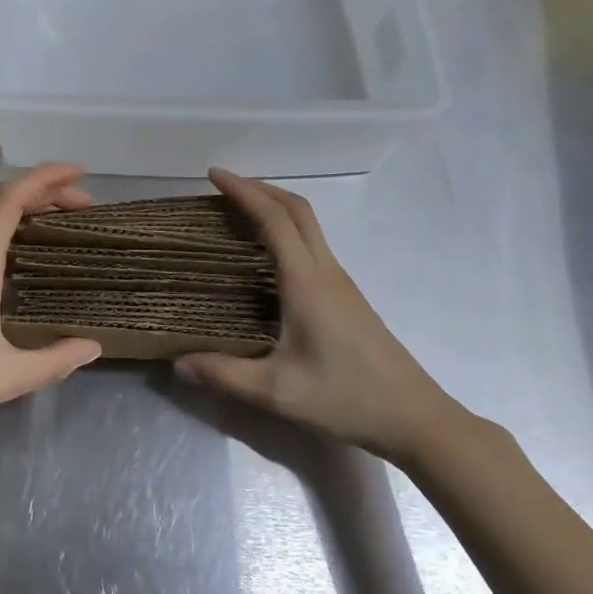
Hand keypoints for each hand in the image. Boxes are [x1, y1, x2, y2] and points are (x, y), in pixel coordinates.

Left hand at [0, 163, 102, 452]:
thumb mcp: (4, 378)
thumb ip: (53, 362)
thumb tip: (92, 347)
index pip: (12, 199)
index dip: (46, 177)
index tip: (79, 173)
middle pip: (2, 204)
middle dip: (45, 195)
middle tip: (81, 210)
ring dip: (24, 215)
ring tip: (55, 232)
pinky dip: (4, 235)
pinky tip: (15, 265)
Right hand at [176, 169, 465, 466]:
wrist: (414, 418)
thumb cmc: (346, 399)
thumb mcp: (278, 392)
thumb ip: (224, 375)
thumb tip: (178, 362)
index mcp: (306, 281)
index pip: (274, 218)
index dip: (243, 191)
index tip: (213, 175)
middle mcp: (325, 270)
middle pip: (296, 208)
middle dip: (260, 188)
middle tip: (223, 187)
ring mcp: (340, 281)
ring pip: (307, 224)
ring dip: (275, 206)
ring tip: (238, 213)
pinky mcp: (346, 296)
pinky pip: (311, 244)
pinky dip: (286, 229)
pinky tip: (267, 255)